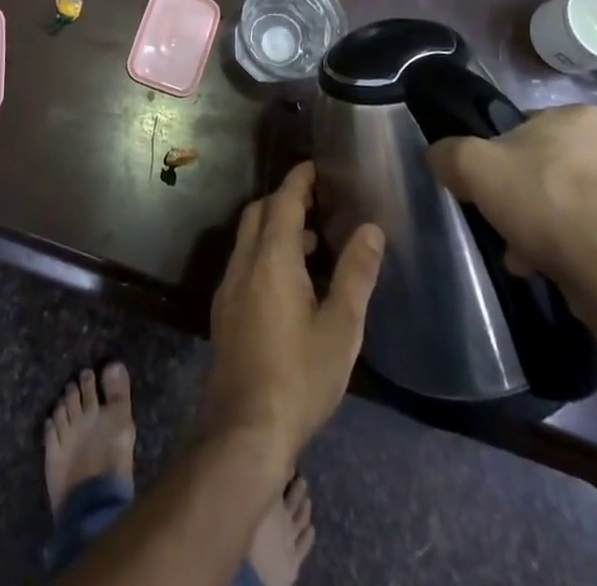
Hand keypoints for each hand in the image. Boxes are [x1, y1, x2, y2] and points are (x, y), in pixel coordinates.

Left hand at [202, 162, 384, 469]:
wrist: (243, 429)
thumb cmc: (299, 376)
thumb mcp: (341, 328)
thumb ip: (356, 274)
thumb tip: (371, 228)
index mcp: (272, 257)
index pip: (284, 201)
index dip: (299, 180)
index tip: (316, 167)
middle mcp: (244, 262)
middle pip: (260, 213)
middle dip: (286, 200)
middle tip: (319, 203)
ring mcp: (229, 287)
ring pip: (249, 238)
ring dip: (276, 228)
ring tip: (314, 244)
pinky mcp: (225, 311)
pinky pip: (245, 262)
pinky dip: (265, 252)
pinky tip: (290, 282)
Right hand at [427, 106, 596, 313]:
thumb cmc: (545, 204)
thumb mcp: (473, 167)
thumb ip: (448, 153)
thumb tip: (442, 159)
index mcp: (579, 116)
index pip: (521, 128)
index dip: (496, 159)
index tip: (488, 189)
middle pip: (543, 167)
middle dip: (521, 198)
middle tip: (504, 224)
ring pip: (565, 200)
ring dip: (542, 224)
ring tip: (524, 254)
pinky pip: (590, 229)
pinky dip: (569, 244)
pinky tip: (551, 266)